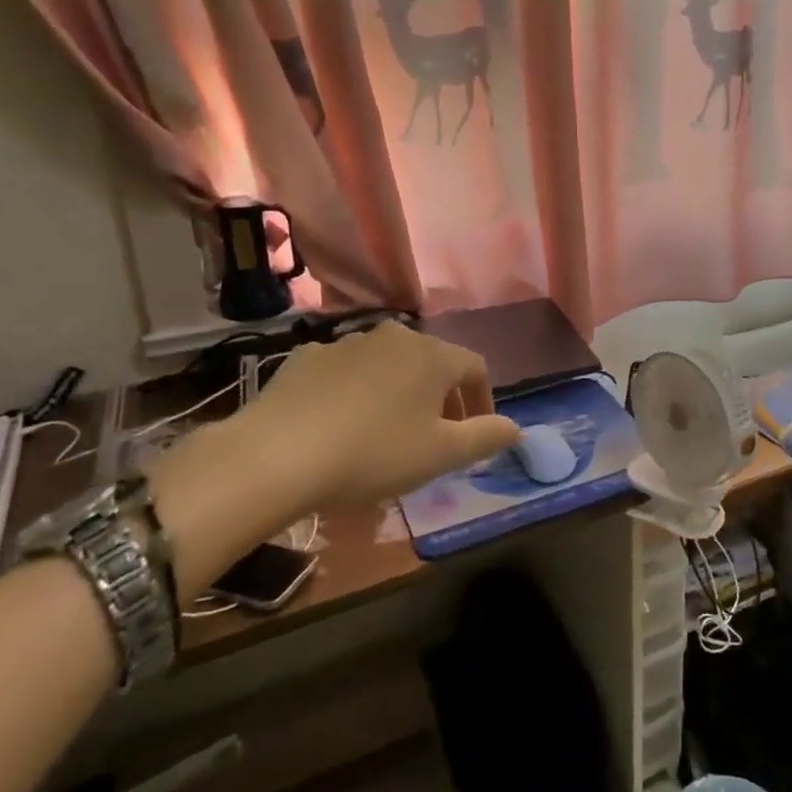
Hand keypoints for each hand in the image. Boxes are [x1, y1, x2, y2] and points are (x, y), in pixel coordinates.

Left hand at [151, 322, 517, 590]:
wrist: (275, 455)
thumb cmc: (373, 453)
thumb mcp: (440, 455)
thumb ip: (485, 437)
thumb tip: (516, 428)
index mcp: (432, 355)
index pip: (475, 368)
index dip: (483, 400)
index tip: (478, 432)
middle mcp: (393, 336)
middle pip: (431, 363)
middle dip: (441, 397)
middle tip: (435, 435)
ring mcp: (345, 343)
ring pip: (387, 365)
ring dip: (397, 392)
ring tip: (386, 432)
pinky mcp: (304, 358)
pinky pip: (344, 372)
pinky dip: (353, 392)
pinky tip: (339, 424)